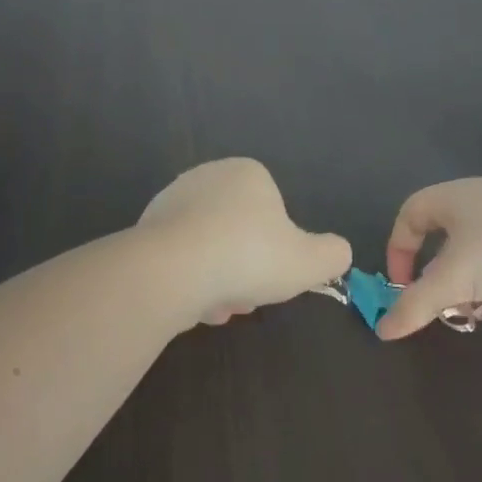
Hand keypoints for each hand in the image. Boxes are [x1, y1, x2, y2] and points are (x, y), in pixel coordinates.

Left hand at [138, 159, 351, 327]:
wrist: (172, 271)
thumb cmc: (249, 257)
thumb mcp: (311, 262)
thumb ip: (333, 255)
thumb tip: (336, 253)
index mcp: (247, 174)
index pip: (274, 213)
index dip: (280, 250)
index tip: (276, 275)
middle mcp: (206, 178)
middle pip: (240, 235)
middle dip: (247, 270)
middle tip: (249, 296)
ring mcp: (170, 203)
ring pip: (210, 252)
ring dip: (220, 282)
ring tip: (220, 306)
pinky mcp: (144, 231)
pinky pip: (179, 261)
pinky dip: (190, 283)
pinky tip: (194, 304)